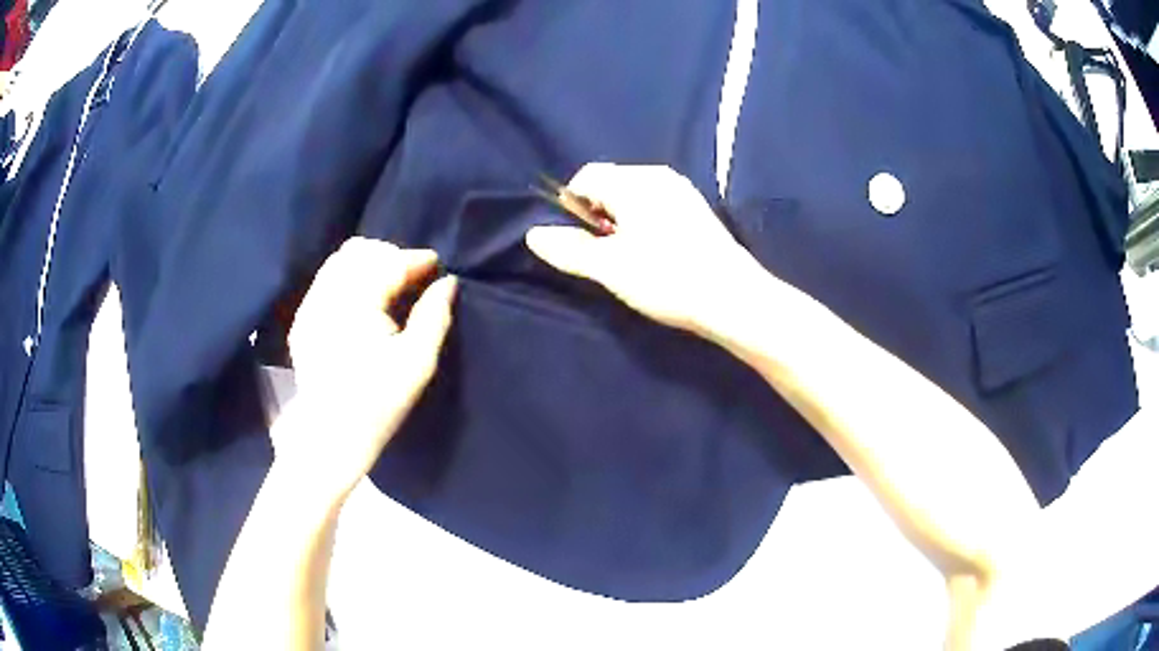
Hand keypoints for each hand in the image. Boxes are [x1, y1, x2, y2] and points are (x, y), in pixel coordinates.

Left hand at [283, 237, 456, 497]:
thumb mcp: (417, 363)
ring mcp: (309, 306)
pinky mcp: (302, 320)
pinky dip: (349, 279)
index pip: (387, 262)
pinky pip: (326, 280)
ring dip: (368, 265)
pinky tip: (364, 303)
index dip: (416, 260)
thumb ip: (434, 316)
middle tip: (414, 279)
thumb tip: (447, 283)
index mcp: (355, 303)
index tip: (437, 267)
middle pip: (360, 251)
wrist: (330, 437)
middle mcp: (326, 295)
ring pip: (340, 261)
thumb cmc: (378, 403)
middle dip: (391, 257)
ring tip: (390, 288)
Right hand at [526, 163, 766, 336]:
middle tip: (606, 254)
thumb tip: (533, 235)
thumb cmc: (667, 278)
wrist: (733, 299)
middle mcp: (659, 176)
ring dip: (622, 222)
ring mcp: (682, 191)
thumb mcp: (610, 267)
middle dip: (599, 215)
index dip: (573, 207)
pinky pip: (657, 206)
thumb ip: (569, 249)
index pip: (586, 177)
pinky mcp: (698, 211)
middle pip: (611, 184)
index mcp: (634, 181)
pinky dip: (645, 224)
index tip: (581, 243)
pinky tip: (657, 256)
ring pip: (634, 197)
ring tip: (631, 259)